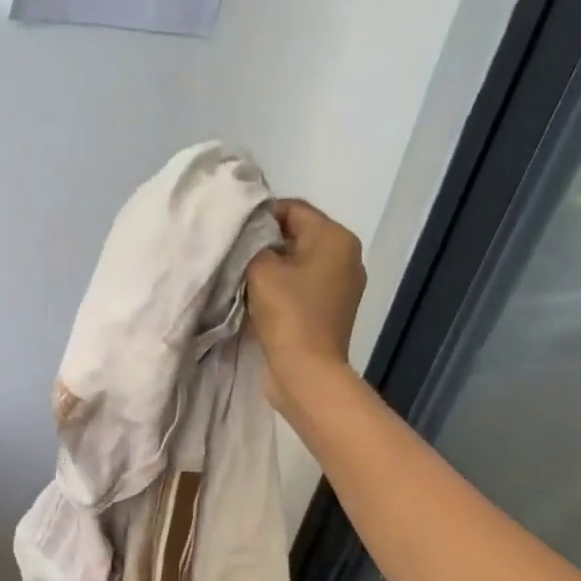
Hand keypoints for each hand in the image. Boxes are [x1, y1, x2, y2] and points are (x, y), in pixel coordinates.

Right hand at [246, 199, 366, 411]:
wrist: (307, 371)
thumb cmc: (287, 314)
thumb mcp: (261, 270)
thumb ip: (254, 243)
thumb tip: (254, 237)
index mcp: (336, 237)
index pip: (293, 208)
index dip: (260, 216)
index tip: (234, 232)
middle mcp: (346, 255)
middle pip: (299, 235)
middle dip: (267, 242)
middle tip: (236, 255)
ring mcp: (342, 285)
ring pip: (300, 262)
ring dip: (274, 268)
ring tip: (245, 278)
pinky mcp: (332, 310)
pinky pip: (304, 286)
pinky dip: (284, 288)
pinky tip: (261, 299)